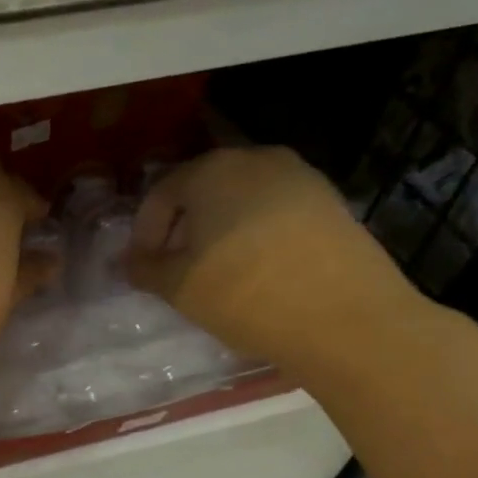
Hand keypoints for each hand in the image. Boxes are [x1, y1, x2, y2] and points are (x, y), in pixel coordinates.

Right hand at [127, 146, 430, 378]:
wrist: (346, 318)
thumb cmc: (245, 294)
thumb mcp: (178, 287)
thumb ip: (145, 268)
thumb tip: (130, 261)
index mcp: (212, 170)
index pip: (161, 193)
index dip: (145, 232)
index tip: (143, 268)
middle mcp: (256, 159)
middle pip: (203, 189)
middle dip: (182, 227)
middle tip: (175, 268)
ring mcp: (300, 177)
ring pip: (241, 199)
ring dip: (219, 230)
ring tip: (216, 272)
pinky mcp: (331, 202)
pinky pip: (275, 211)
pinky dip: (255, 234)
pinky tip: (256, 270)